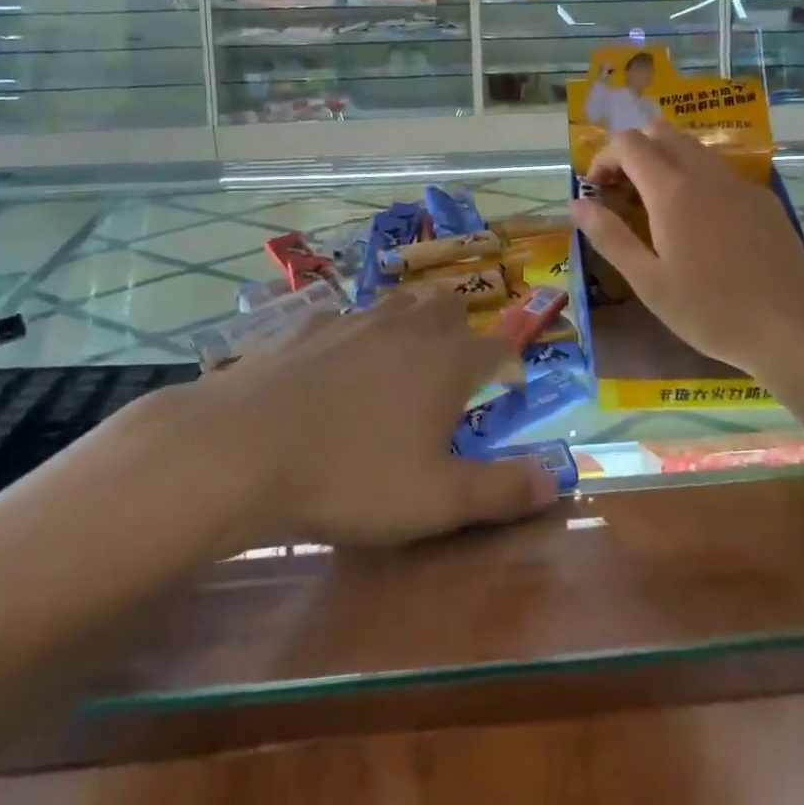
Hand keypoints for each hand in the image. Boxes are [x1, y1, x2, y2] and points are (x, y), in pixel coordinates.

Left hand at [167, 289, 560, 547]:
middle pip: (448, 306)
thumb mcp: (437, 501)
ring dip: (410, 324)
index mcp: (447, 361)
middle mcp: (406, 327)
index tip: (511, 387)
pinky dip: (353, 335)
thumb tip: (558, 482)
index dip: (511, 365)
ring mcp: (353, 319)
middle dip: (461, 330)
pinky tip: (334, 365)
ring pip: (397, 303)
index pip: (498, 347)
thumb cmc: (353, 476)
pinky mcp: (305, 326)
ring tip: (400, 361)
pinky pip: (343, 317)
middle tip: (454, 369)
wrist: (244, 448)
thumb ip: (502, 491)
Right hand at [570, 120, 803, 373]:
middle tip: (622, 192)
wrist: (791, 328)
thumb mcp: (648, 281)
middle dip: (633, 151)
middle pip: (661, 133)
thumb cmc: (709, 310)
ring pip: (693, 148)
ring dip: (664, 161)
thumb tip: (576, 204)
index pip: (629, 143)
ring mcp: (739, 184)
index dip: (604, 158)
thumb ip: (609, 236)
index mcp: (671, 190)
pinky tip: (700, 224)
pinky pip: (720, 172)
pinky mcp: (763, 200)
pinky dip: (695, 178)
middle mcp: (705, 174)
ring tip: (655, 205)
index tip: (596, 190)